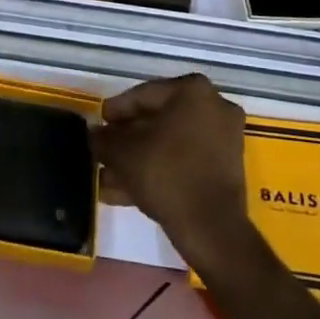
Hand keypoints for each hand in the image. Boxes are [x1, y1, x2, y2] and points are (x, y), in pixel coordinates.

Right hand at [95, 74, 252, 272]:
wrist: (211, 228)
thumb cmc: (165, 173)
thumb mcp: (122, 152)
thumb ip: (103, 138)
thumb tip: (94, 134)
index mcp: (192, 91)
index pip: (142, 95)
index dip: (114, 112)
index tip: (97, 125)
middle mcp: (214, 107)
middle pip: (157, 121)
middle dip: (126, 140)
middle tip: (102, 152)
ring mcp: (224, 139)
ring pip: (169, 145)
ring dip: (138, 159)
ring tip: (107, 178)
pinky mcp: (226, 169)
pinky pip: (184, 162)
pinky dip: (158, 171)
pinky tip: (125, 192)